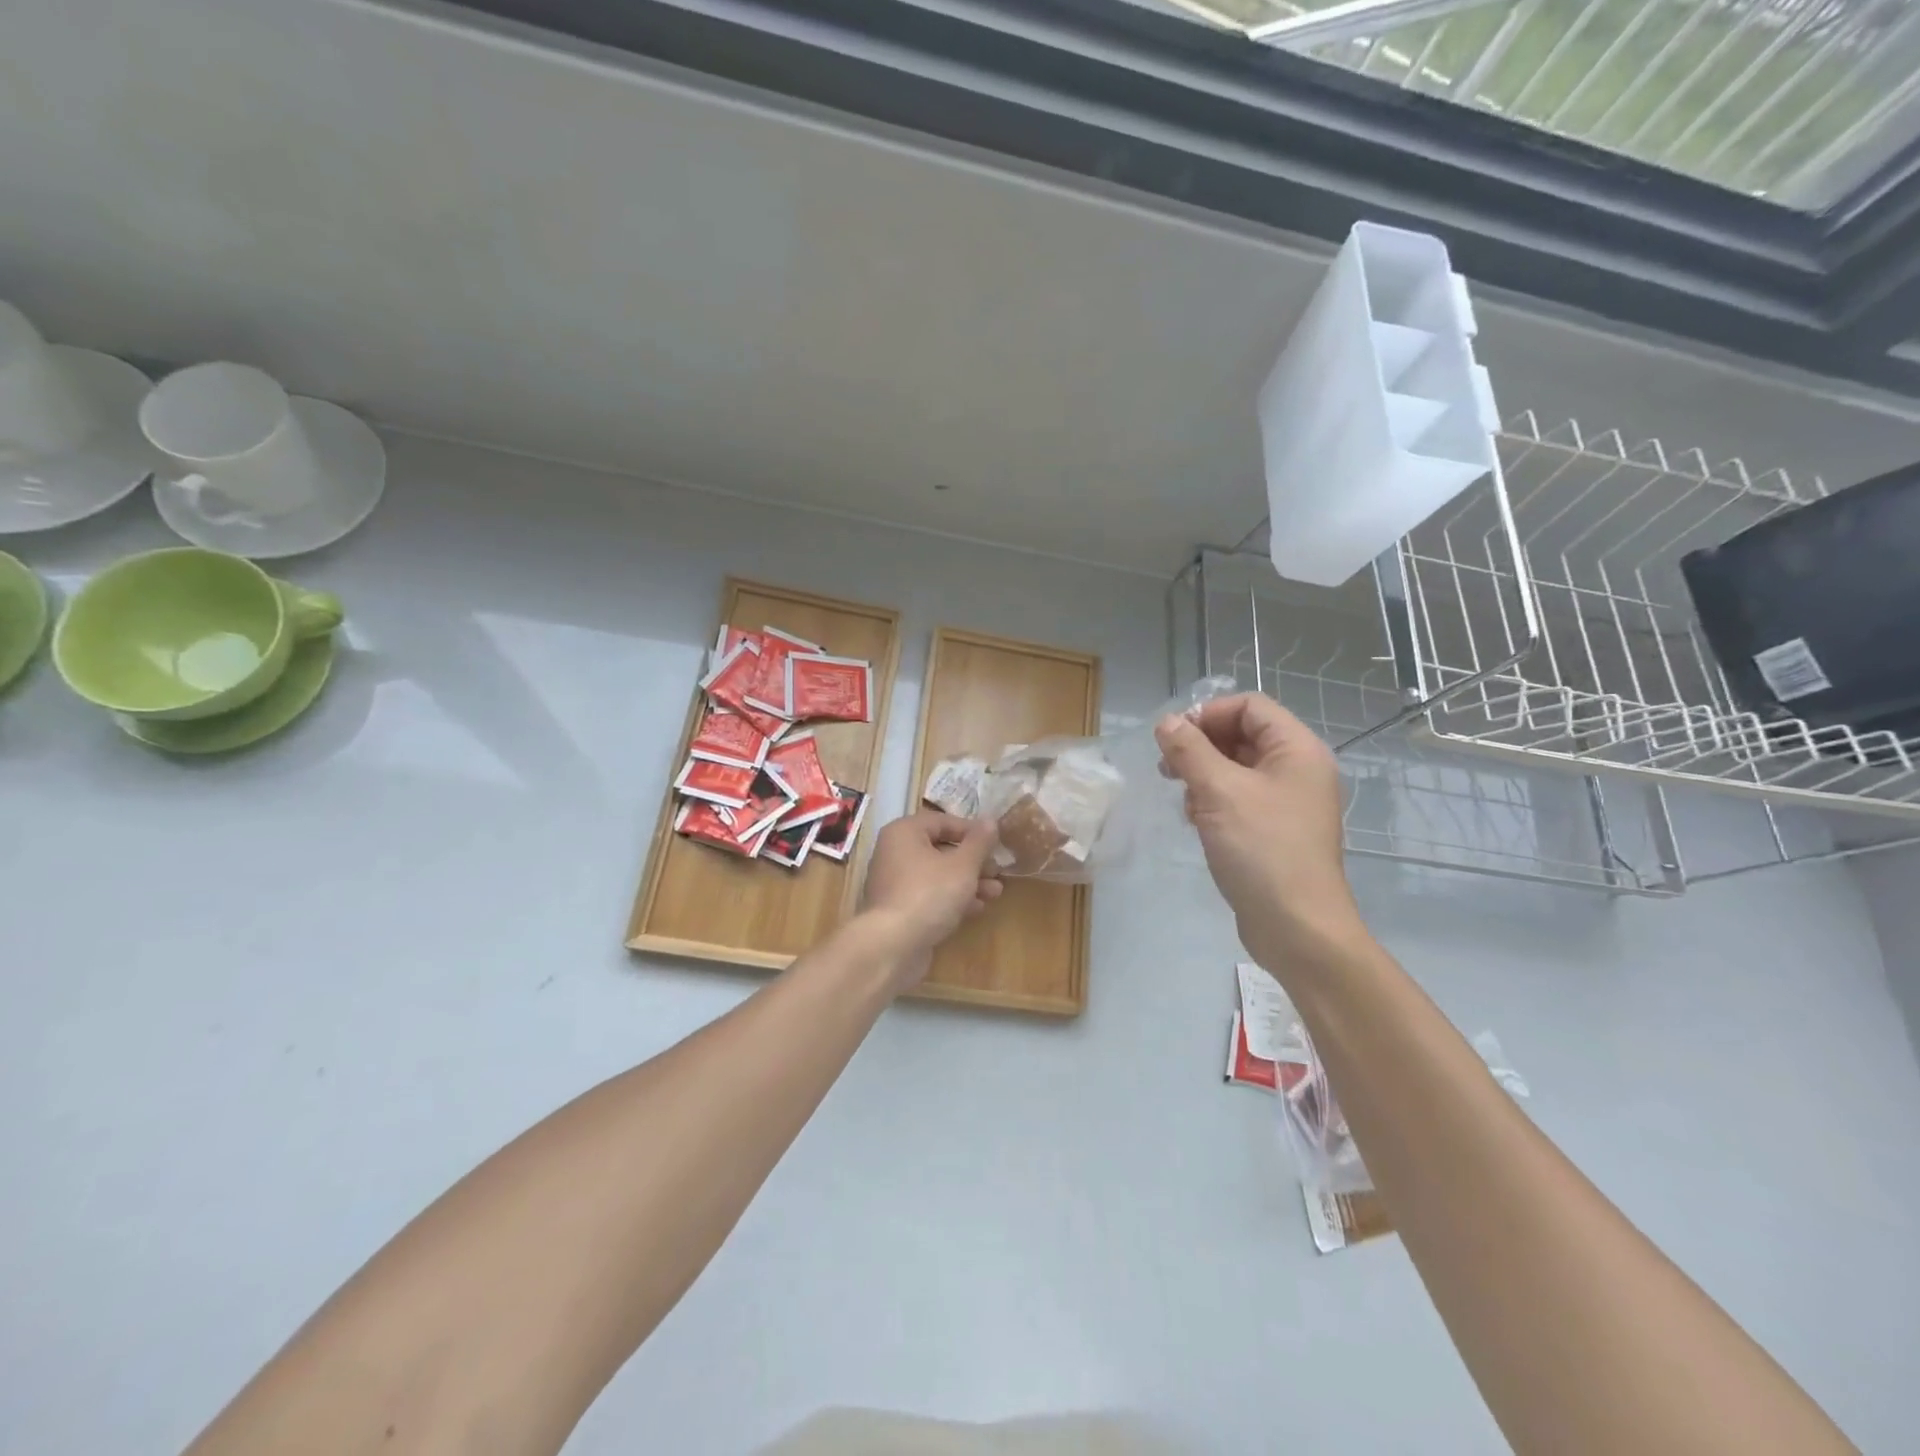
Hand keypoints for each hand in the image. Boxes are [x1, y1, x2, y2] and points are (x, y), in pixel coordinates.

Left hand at [859, 810, 1003, 988]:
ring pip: (938, 875)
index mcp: (904, 832)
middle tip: (997, 871)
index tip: (995, 843)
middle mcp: (895, 853)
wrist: (893, 946)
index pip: (942, 822)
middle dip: (973, 861)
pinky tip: (977, 908)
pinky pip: (930, 896)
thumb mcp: (962, 865)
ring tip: (996, 892)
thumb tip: (990, 820)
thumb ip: (979, 842)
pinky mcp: (900, 910)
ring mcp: (895, 883)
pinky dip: (952, 899)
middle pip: (940, 849)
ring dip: (968, 882)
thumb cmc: (929, 894)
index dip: (971, 831)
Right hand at [1154, 694, 1364, 967]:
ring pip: (1237, 767)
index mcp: (1297, 750)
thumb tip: (1166, 721)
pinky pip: (1240, 798)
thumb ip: (1189, 750)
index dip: (1208, 713)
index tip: (1173, 738)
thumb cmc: (1262, 849)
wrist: (1297, 927)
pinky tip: (1196, 820)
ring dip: (1203, 774)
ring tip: (1182, 797)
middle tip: (1167, 767)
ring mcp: (1288, 802)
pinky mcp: (1275, 830)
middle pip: (1243, 734)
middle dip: (1201, 745)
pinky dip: (1213, 800)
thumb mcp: (1218, 791)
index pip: (1249, 706)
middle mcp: (1298, 769)